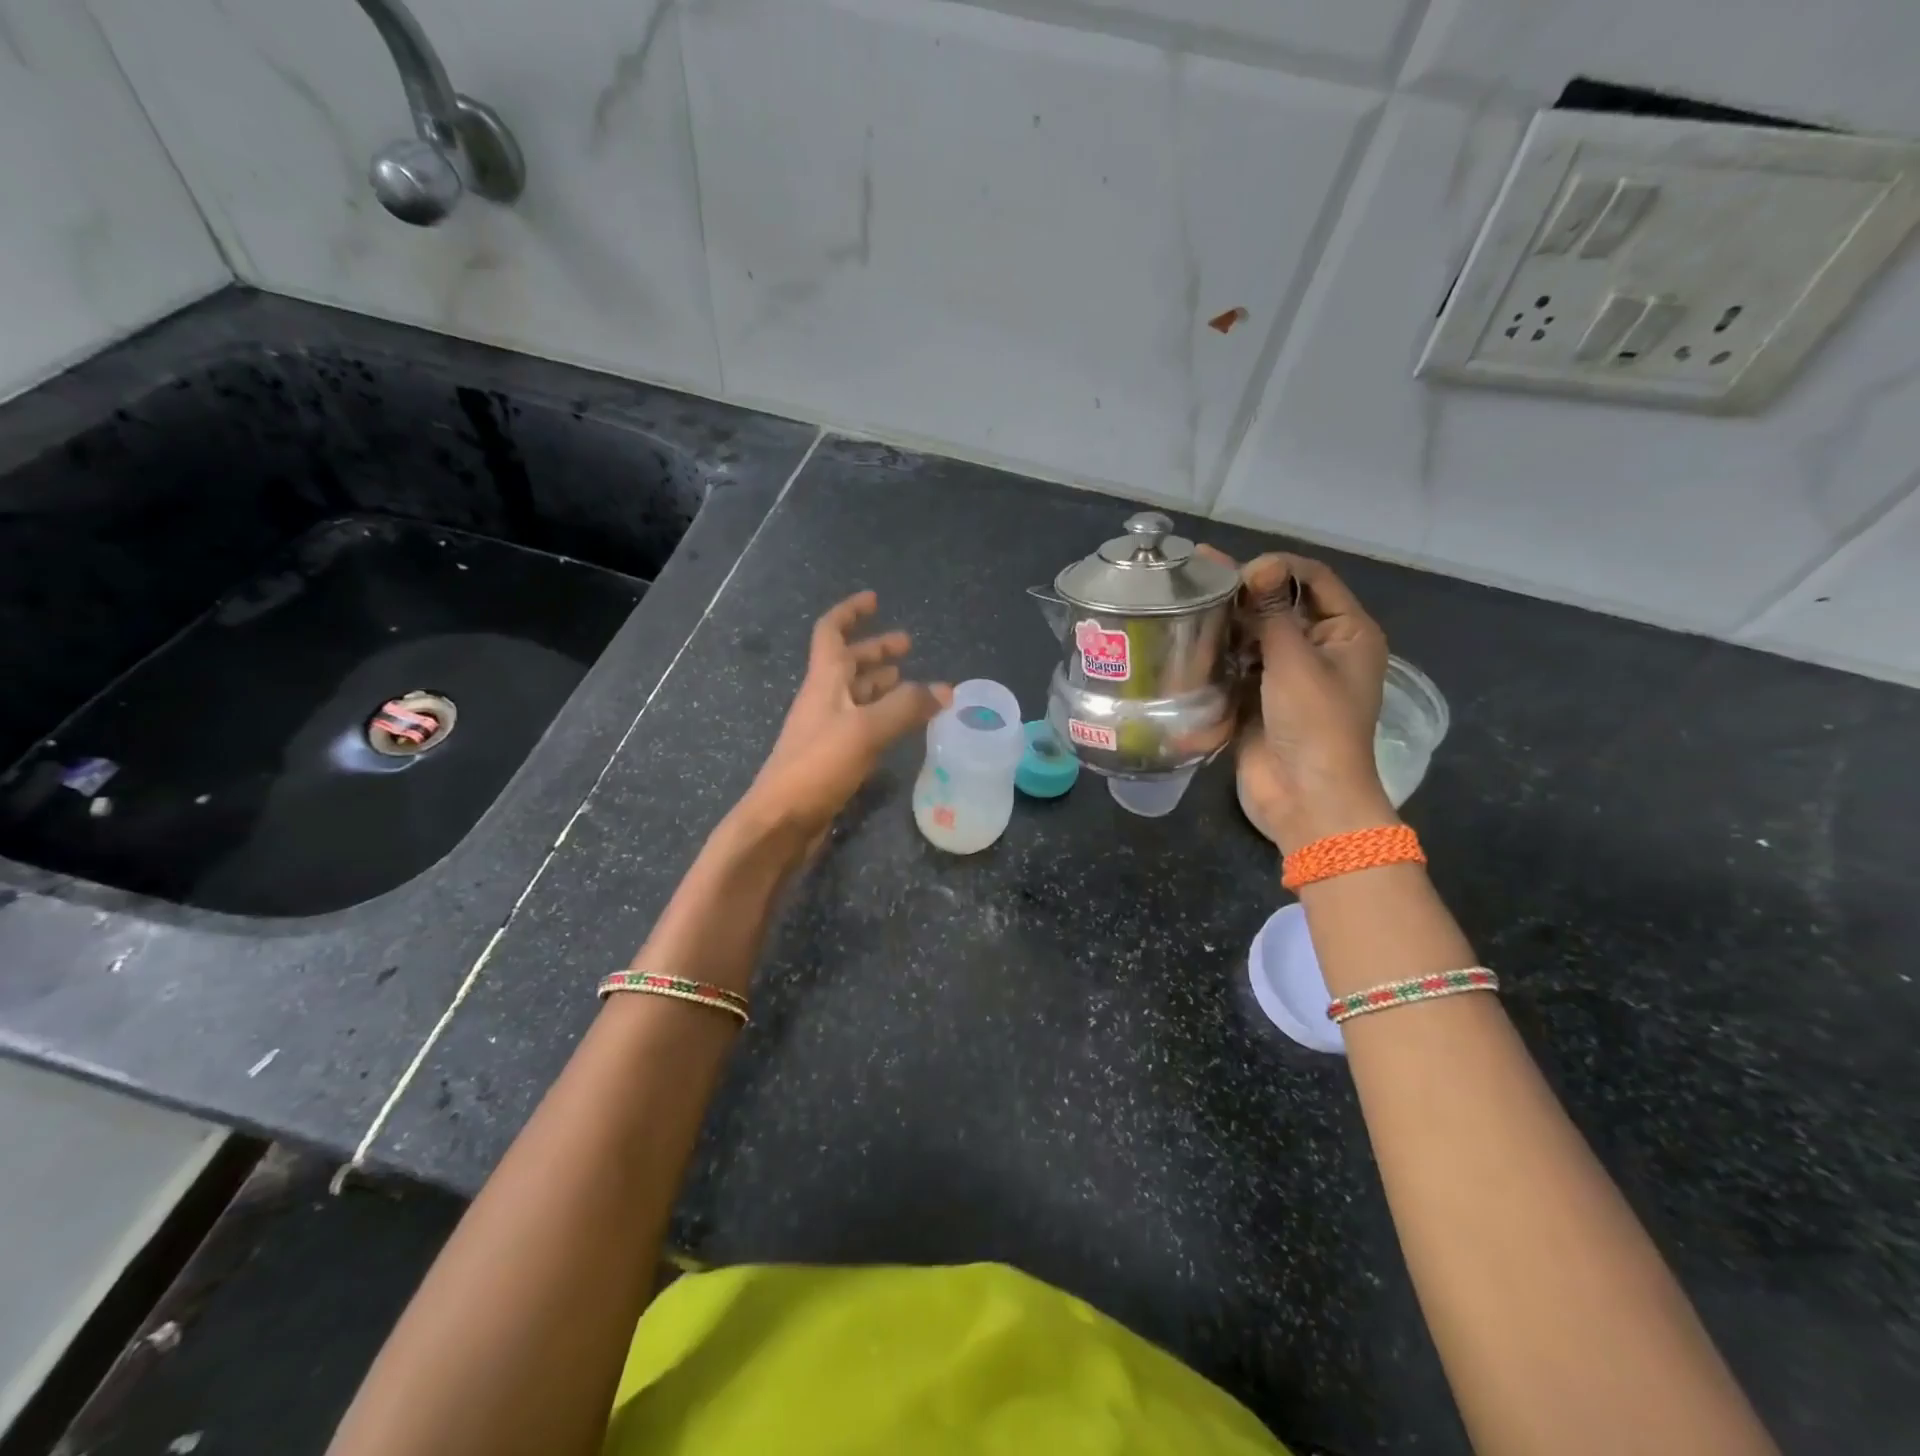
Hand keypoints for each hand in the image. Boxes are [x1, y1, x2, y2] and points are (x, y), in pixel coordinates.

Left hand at [738, 591, 950, 841]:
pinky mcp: (832, 758)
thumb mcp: (866, 729)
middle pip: (848, 663)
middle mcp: (823, 699)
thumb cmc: (818, 765)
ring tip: (911, 682)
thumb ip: (907, 707)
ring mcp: (826, 729)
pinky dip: (882, 717)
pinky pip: (861, 725)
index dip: (851, 612)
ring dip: (881, 683)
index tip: (875, 600)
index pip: (831, 632)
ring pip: (856, 695)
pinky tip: (901, 726)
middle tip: (908, 645)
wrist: (781, 821)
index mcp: (824, 681)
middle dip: (876, 650)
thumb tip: (946, 690)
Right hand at [1201, 549, 1394, 853]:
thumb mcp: (1296, 661)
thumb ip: (1274, 612)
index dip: (1278, 567)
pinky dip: (1219, 651)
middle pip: (1282, 604)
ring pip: (1255, 633)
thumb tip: (1259, 566)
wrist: (1305, 797)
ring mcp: (1286, 674)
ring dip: (1228, 619)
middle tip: (1199, 578)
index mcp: (1347, 633)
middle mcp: (1319, 648)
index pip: (1314, 579)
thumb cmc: (1314, 724)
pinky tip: (1190, 636)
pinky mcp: (1257, 698)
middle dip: (1245, 590)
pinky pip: (1238, 663)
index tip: (1238, 573)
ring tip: (1188, 600)